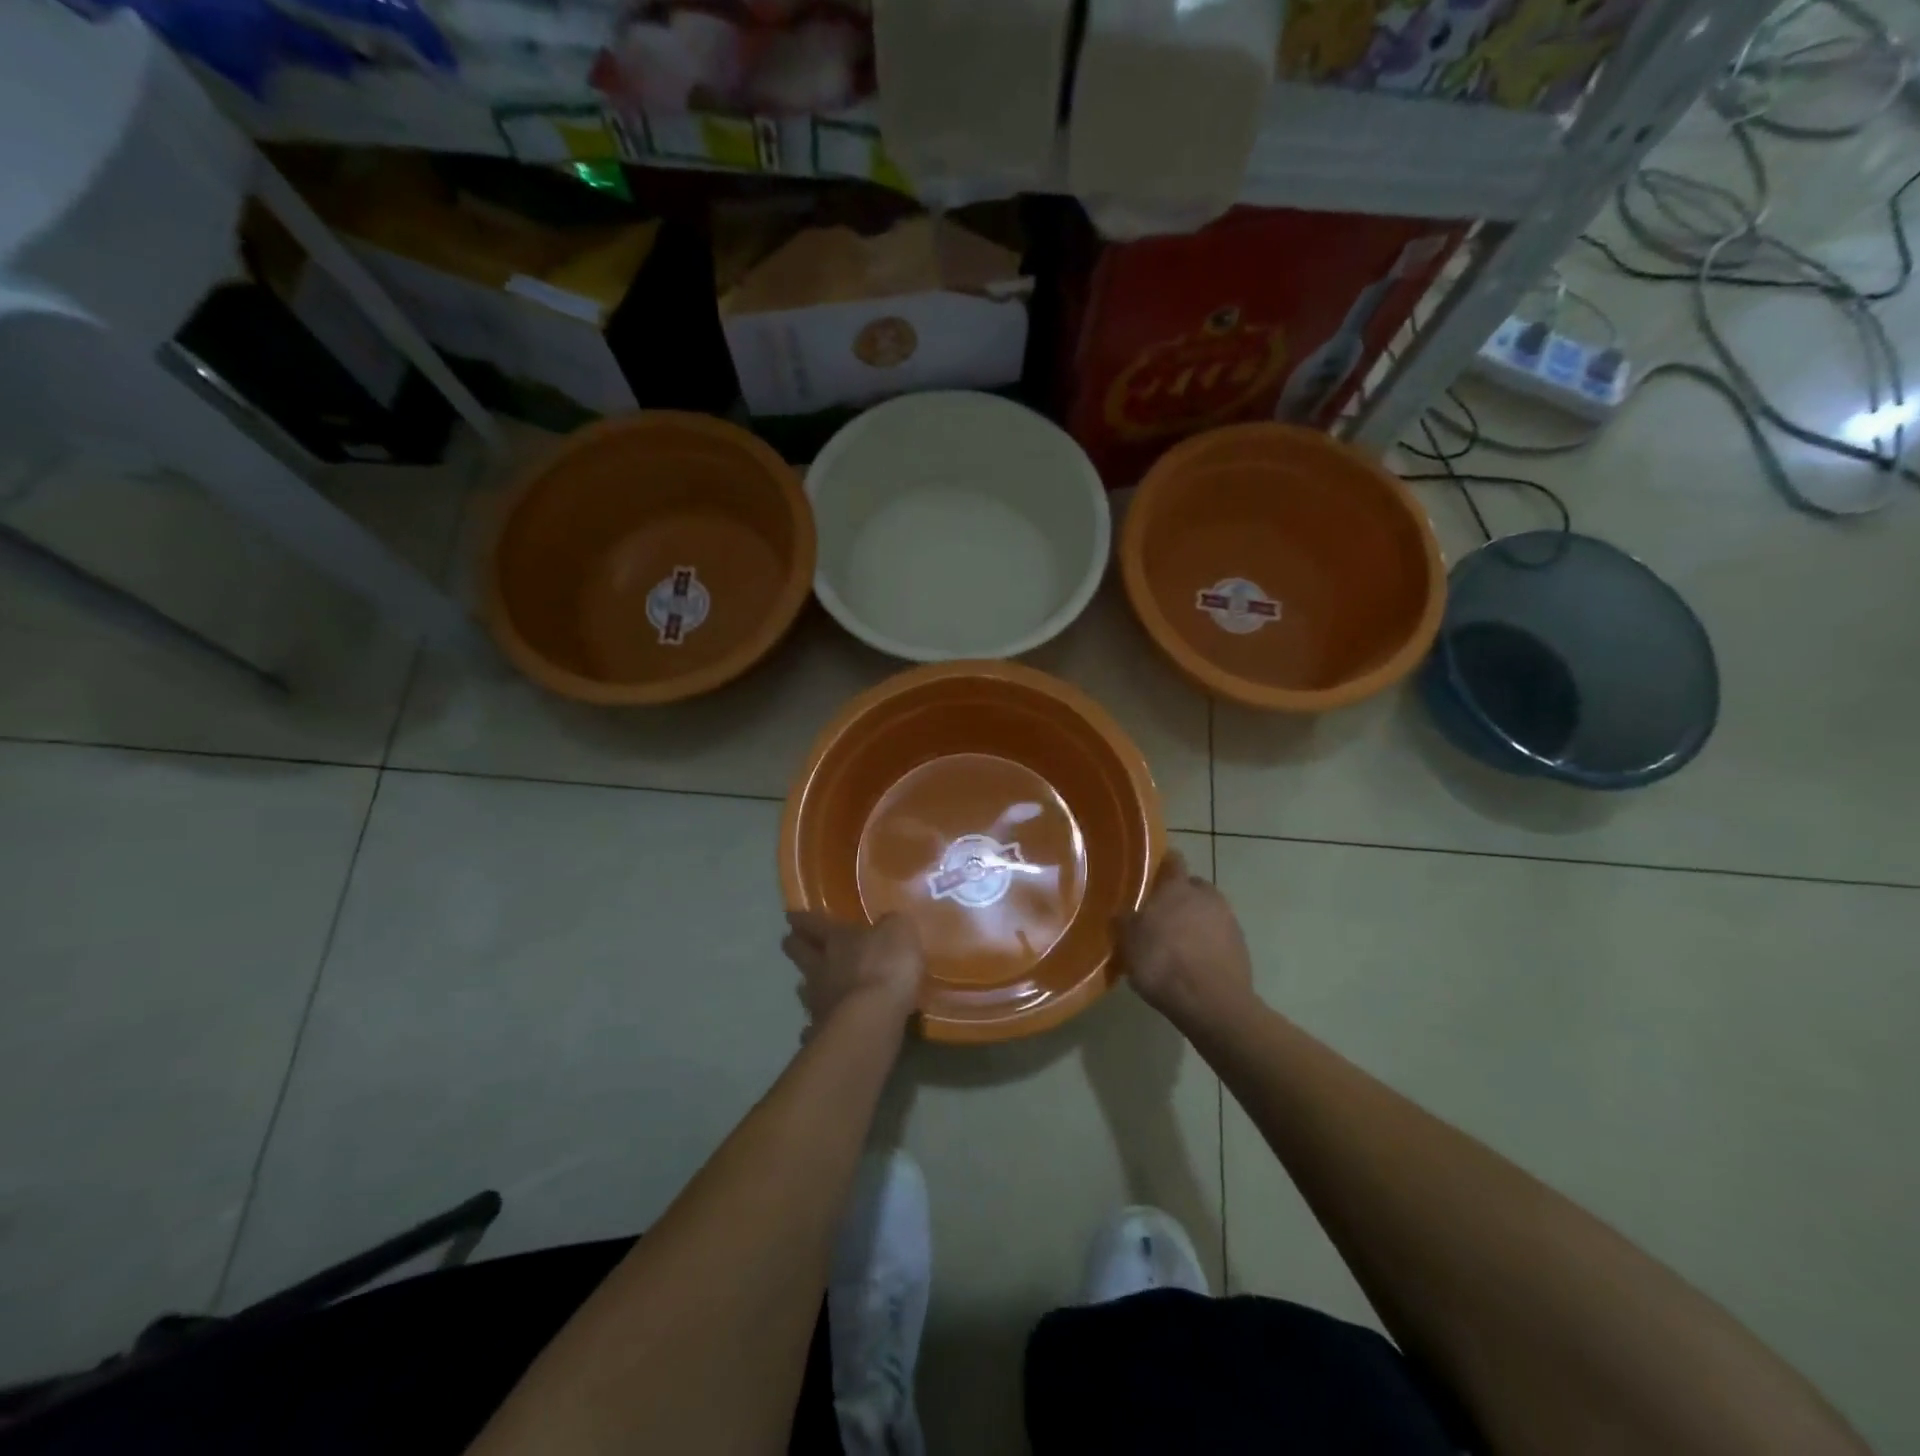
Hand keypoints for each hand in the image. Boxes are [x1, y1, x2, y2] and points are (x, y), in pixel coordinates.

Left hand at [781, 911, 923, 1034]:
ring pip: (804, 988)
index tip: (790, 915)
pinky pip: (814, 1025)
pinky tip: (816, 1029)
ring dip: (805, 985)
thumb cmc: (886, 966)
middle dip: (794, 945)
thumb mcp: (899, 932)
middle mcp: (821, 967)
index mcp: (838, 938)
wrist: (872, 1019)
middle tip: (789, 941)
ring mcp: (819, 1000)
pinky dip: (814, 1025)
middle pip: (800, 953)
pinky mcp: (822, 1031)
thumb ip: (891, 926)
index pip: (815, 923)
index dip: (803, 918)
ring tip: (805, 986)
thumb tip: (887, 923)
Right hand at [1113, 850, 1255, 1031]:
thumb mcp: (1128, 942)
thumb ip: (1124, 920)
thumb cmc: (1163, 963)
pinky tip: (1194, 963)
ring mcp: (1229, 920)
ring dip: (1195, 921)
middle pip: (1192, 887)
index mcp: (1177, 888)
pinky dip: (1208, 943)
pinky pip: (1219, 936)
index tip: (1151, 873)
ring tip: (1177, 943)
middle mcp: (1206, 896)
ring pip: (1207, 911)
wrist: (1212, 1004)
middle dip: (1179, 897)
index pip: (1173, 860)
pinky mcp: (1241, 946)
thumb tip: (1124, 912)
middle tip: (1160, 915)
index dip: (1163, 864)